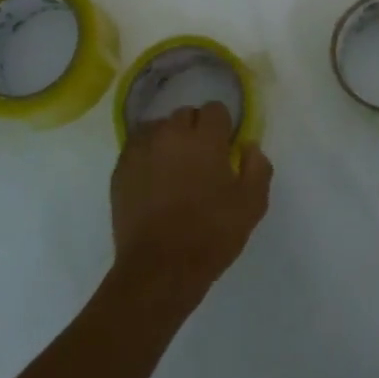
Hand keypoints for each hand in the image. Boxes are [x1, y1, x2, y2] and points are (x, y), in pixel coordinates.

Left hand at [110, 102, 271, 301]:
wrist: (159, 268)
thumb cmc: (211, 234)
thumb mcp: (252, 204)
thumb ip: (257, 167)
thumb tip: (249, 146)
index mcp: (204, 139)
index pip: (215, 109)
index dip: (222, 127)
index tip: (225, 147)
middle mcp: (170, 134)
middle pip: (185, 114)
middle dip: (195, 129)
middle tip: (201, 159)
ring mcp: (141, 150)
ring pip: (158, 128)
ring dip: (169, 139)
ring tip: (174, 167)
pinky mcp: (120, 169)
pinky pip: (136, 147)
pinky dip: (147, 154)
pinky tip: (153, 179)